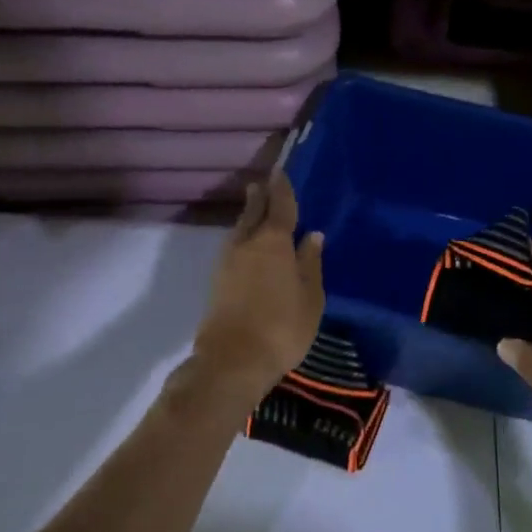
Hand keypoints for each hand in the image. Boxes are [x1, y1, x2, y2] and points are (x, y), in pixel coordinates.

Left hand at [191, 171, 324, 403]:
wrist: (232, 360)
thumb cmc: (282, 327)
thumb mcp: (310, 297)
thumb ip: (311, 264)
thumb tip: (312, 235)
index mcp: (274, 242)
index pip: (279, 206)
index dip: (281, 188)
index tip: (280, 171)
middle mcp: (247, 244)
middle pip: (253, 212)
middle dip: (260, 196)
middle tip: (263, 182)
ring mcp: (228, 262)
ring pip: (240, 229)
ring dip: (249, 215)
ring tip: (256, 208)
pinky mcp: (218, 281)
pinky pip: (234, 246)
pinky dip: (243, 237)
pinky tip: (248, 244)